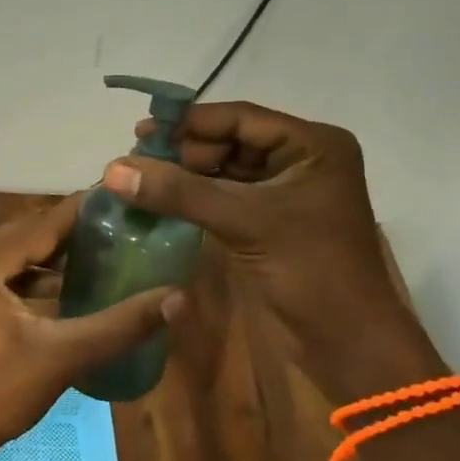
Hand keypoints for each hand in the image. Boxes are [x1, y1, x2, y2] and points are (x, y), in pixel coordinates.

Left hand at [0, 193, 177, 460]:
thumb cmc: (0, 394)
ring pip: (14, 252)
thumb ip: (121, 324)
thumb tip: (178, 298)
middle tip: (120, 225)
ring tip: (103, 249)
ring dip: (53, 254)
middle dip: (71, 233)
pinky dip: (32, 274)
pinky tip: (68, 282)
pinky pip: (1, 270)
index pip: (40, 225)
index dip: (82, 212)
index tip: (122, 198)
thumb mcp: (64, 355)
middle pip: (26, 234)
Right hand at [104, 102, 439, 401]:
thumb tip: (113, 169)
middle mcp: (301, 159)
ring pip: (224, 170)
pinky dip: (194, 198)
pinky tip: (160, 200)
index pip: (240, 119)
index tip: (141, 132)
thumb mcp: (243, 221)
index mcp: (312, 145)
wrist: (346, 342)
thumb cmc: (309, 269)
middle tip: (135, 160)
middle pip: (229, 142)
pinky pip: (225, 197)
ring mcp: (285, 191)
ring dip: (184, 175)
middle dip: (183, 151)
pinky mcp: (270, 220)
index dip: (189, 123)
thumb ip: (178, 191)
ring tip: (139, 179)